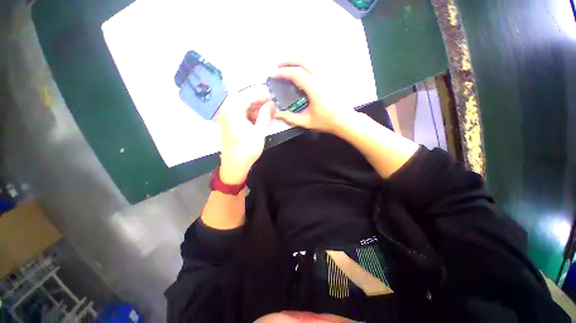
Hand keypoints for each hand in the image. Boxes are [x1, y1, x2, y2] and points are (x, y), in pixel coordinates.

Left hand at [217, 86, 273, 184]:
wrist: (234, 164)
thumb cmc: (247, 150)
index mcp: (233, 111)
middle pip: (244, 96)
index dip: (262, 94)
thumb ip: (265, 115)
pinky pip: (239, 110)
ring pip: (241, 103)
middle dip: (258, 98)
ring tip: (268, 107)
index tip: (274, 95)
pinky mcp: (228, 120)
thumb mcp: (259, 132)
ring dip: (254, 104)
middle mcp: (227, 109)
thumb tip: (272, 103)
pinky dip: (249, 110)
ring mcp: (226, 115)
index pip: (248, 95)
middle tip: (272, 101)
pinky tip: (259, 114)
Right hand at [272, 61, 355, 134]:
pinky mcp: (332, 76)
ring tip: (288, 65)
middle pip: (304, 60)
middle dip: (288, 60)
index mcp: (315, 89)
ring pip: (312, 60)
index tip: (273, 75)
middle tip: (277, 65)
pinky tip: (302, 68)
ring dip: (297, 59)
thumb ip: (290, 118)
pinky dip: (306, 63)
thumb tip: (276, 114)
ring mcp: (328, 75)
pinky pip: (317, 64)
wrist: (345, 120)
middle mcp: (322, 78)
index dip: (283, 72)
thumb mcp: (307, 122)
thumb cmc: (326, 121)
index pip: (297, 74)